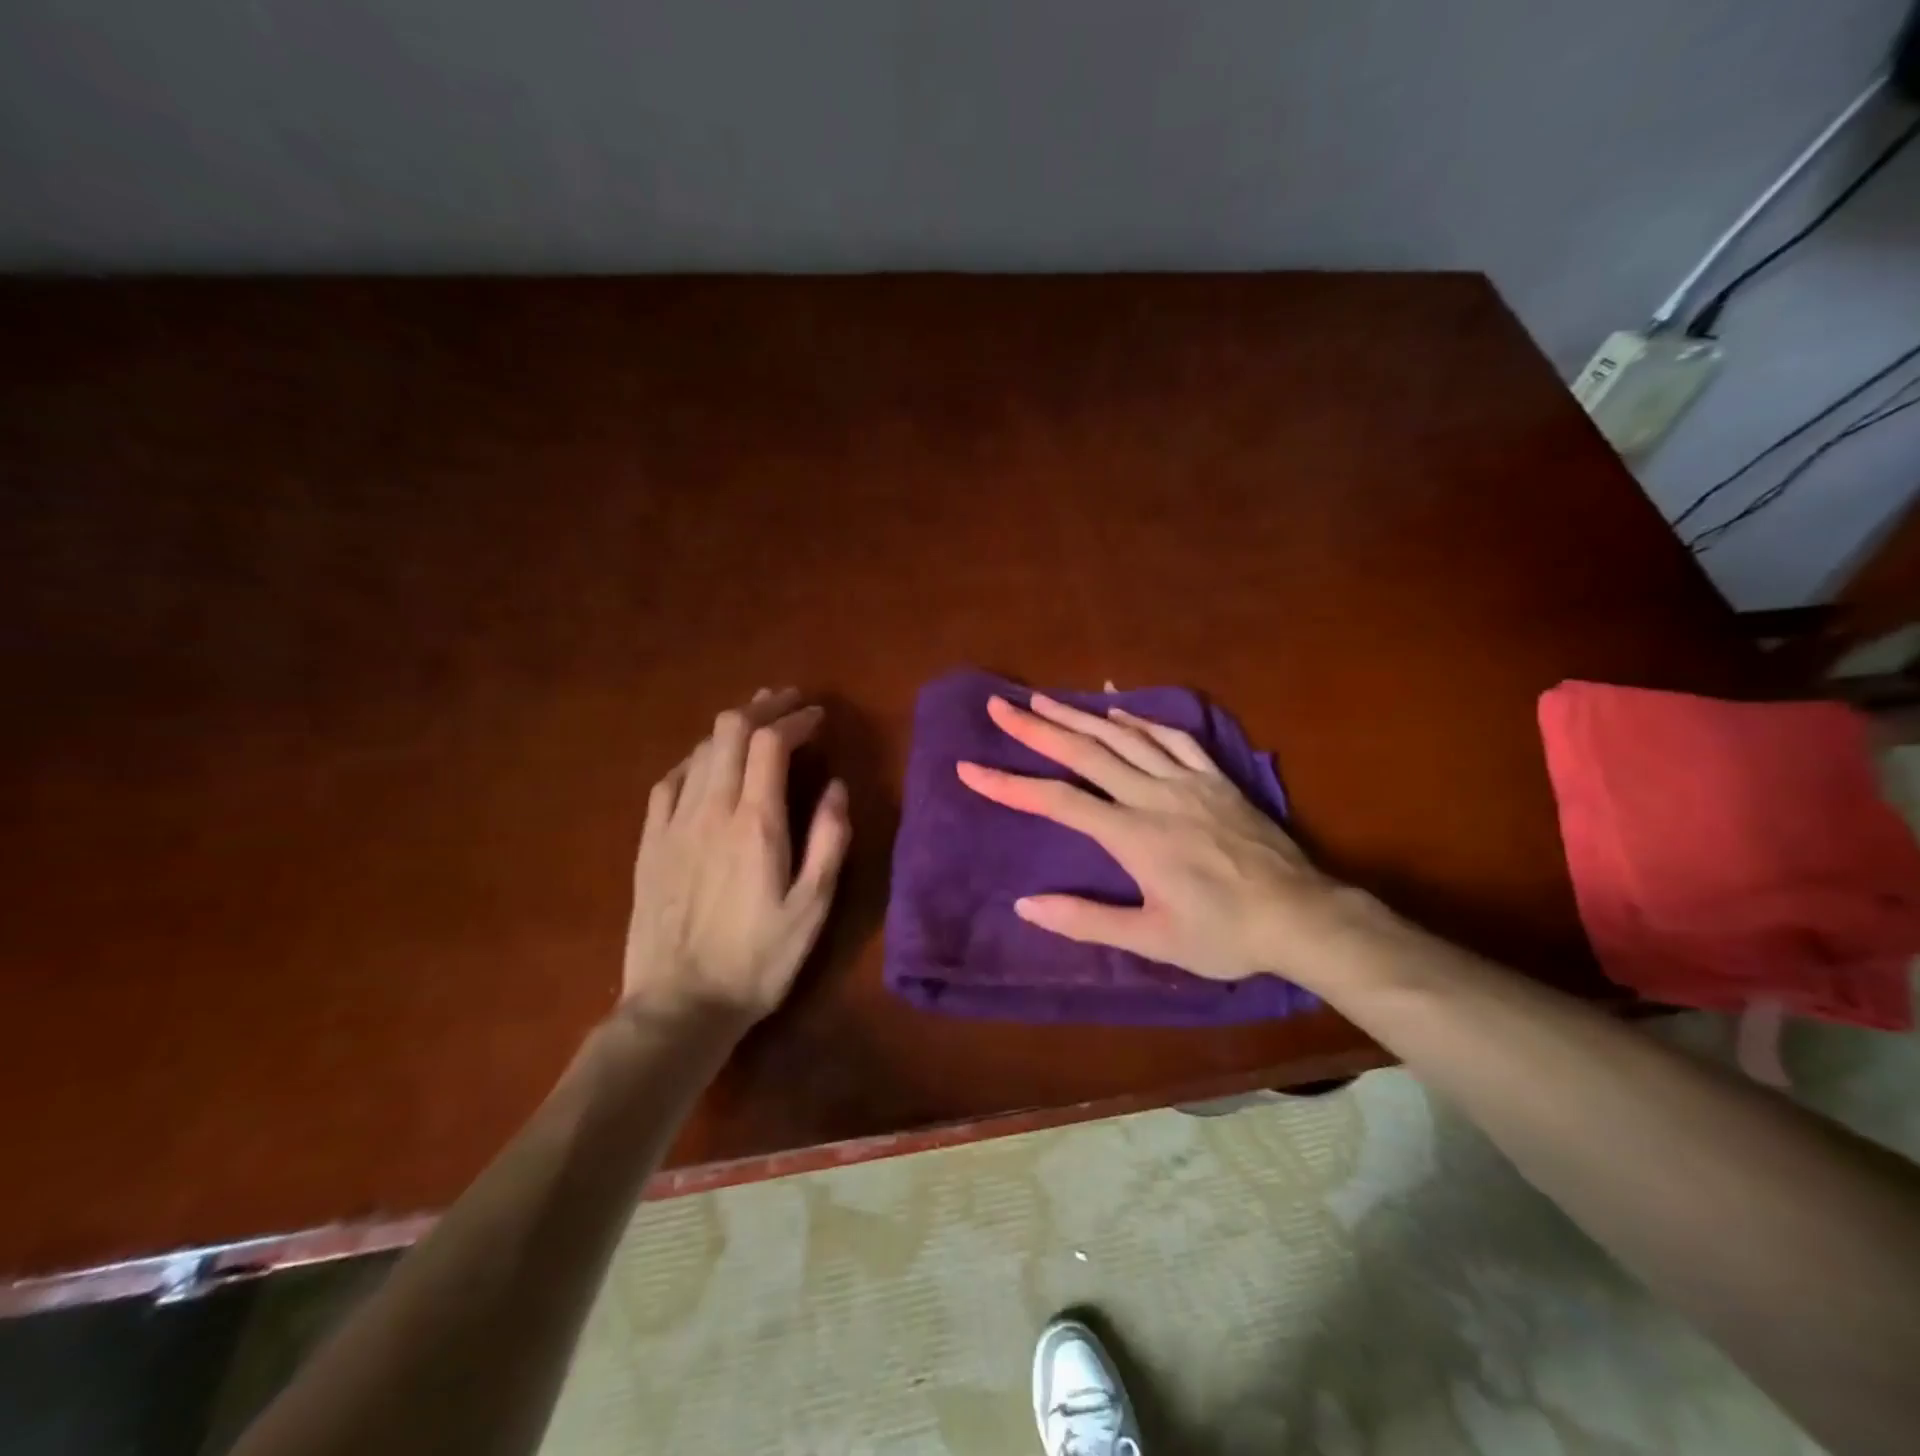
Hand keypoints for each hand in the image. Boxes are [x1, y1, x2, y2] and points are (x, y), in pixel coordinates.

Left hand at [623, 688, 850, 1023]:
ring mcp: (674, 823)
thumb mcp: (812, 908)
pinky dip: (696, 759)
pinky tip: (706, 763)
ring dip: (732, 728)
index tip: (817, 716)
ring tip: (756, 723)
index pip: (771, 743)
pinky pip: (669, 781)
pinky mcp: (651, 843)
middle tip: (788, 704)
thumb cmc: (757, 961)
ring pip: (701, 750)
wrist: (679, 1005)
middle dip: (763, 708)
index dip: (795, 719)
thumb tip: (836, 788)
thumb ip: (828, 841)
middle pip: (731, 731)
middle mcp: (711, 809)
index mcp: (755, 823)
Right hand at [957, 693, 1371, 987]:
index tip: (970, 768)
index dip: (1010, 784)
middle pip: (1085, 753)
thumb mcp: (1152, 939)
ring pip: (1124, 736)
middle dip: (1037, 727)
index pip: (1057, 801)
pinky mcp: (1215, 778)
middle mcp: (1153, 796)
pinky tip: (1118, 709)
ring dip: (1080, 715)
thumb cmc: (1223, 934)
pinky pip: (1172, 738)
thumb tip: (1025, 905)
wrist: (1300, 915)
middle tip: (1000, 706)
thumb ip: (1086, 920)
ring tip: (1044, 698)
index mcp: (1133, 835)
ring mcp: (1187, 781)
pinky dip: (1140, 719)